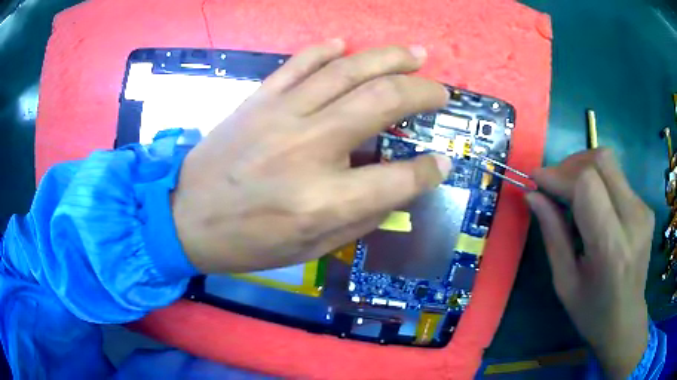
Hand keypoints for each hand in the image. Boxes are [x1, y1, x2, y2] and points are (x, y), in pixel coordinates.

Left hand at [171, 40, 450, 272]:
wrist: (185, 217)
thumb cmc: (247, 243)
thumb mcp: (310, 249)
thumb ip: (360, 219)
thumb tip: (397, 189)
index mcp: (324, 200)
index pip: (400, 178)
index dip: (430, 170)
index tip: (444, 162)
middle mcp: (309, 148)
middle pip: (383, 102)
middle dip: (422, 92)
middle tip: (441, 91)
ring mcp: (281, 115)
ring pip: (348, 70)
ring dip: (389, 58)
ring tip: (416, 54)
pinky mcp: (259, 100)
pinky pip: (300, 63)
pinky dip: (327, 50)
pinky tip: (346, 45)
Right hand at [526, 149, 653, 378]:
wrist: (626, 320)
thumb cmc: (592, 311)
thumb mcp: (564, 282)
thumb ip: (552, 234)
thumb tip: (532, 195)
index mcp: (611, 247)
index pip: (587, 185)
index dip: (559, 175)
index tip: (536, 179)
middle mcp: (633, 219)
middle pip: (601, 161)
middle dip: (571, 164)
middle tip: (553, 185)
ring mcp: (643, 210)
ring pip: (609, 164)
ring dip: (583, 170)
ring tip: (570, 195)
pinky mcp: (645, 207)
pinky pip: (617, 178)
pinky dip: (598, 182)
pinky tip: (592, 206)